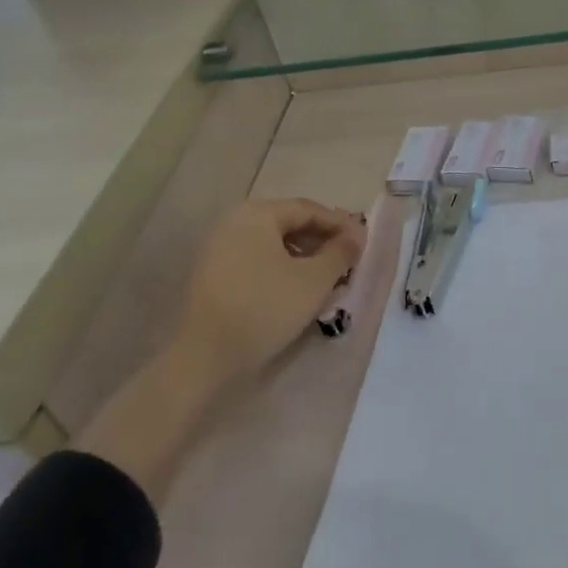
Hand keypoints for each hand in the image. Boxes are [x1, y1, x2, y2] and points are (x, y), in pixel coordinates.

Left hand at [172, 198, 363, 390]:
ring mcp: (218, 248)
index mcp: (257, 214)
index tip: (363, 244)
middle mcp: (233, 222)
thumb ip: (341, 252)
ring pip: (272, 243)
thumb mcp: (314, 280)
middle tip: (347, 260)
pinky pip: (255, 259)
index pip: (309, 210)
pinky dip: (281, 267)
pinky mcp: (211, 273)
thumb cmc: (265, 308)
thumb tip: (357, 235)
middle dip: (322, 240)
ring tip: (326, 276)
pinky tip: (296, 288)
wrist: (204, 356)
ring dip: (303, 255)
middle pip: (289, 223)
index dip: (341, 225)